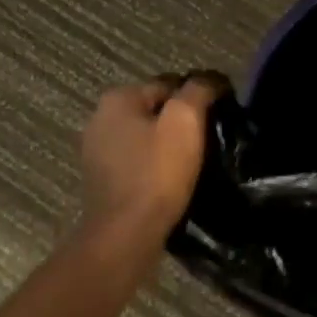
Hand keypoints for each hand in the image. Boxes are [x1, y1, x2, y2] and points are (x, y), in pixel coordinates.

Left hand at [78, 72, 229, 246]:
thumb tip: (210, 79)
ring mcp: (96, 151)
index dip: (198, 97)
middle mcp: (101, 118)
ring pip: (146, 136)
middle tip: (209, 139)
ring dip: (168, 144)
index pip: (169, 84)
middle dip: (181, 121)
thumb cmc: (156, 173)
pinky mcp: (101, 180)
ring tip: (195, 161)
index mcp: (118, 98)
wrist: (125, 236)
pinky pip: (137, 161)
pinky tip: (172, 180)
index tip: (220, 116)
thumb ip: (198, 90)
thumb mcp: (185, 121)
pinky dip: (155, 166)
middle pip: (156, 110)